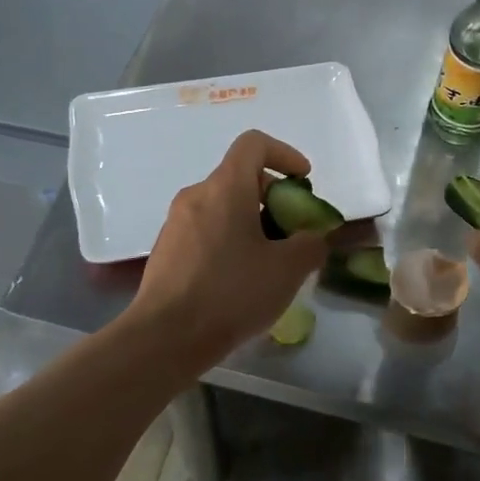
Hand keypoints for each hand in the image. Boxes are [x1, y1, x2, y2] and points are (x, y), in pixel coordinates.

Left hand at [124, 130, 329, 370]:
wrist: (166, 337)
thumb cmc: (231, 293)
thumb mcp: (287, 270)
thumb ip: (311, 245)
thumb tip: (313, 238)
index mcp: (226, 188)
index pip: (254, 144)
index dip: (284, 154)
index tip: (303, 181)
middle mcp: (196, 195)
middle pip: (240, 178)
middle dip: (273, 198)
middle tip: (293, 233)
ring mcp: (176, 223)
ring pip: (223, 206)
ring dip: (252, 222)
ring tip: (270, 262)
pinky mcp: (166, 250)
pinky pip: (206, 230)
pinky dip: (229, 240)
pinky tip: (240, 280)